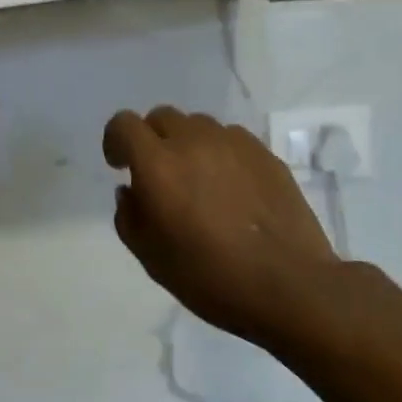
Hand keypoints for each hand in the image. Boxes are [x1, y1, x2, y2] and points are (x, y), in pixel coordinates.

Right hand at [103, 106, 340, 347]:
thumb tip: (131, 190)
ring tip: (198, 182)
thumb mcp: (150, 257)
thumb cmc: (209, 277)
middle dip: (151, 140)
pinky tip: (230, 189)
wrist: (287, 284)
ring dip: (187, 145)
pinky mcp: (265, 153)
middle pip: (161, 117)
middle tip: (158, 176)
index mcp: (158, 165)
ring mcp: (234, 143)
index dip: (115, 141)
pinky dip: (219, 154)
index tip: (120, 166)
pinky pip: (230, 139)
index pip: (124, 124)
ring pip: (198, 125)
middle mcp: (194, 142)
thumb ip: (129, 216)